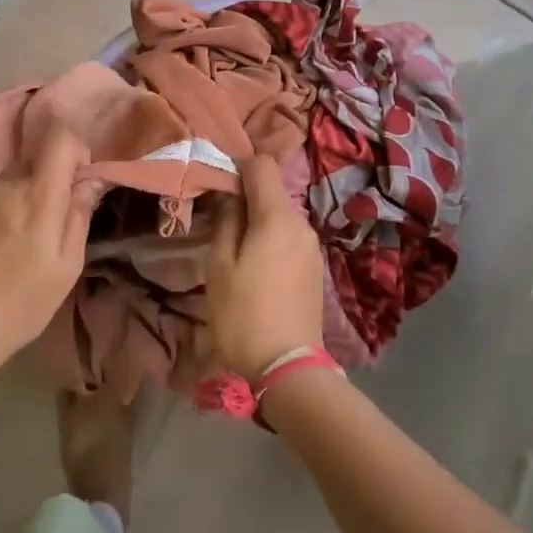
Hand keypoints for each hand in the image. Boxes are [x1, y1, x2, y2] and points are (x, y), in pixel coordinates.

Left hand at [0, 125, 96, 367]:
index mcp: (42, 194)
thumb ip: (79, 214)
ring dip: (25, 184)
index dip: (77, 147)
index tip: (81, 175)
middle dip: (54, 174)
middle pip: (39, 158)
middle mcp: (11, 182)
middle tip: (57, 210)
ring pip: (12, 172)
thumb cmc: (25, 300)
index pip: (62, 138)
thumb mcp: (68, 264)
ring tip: (23, 221)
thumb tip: (90, 179)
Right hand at [206, 155, 325, 381]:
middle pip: (273, 192)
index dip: (238, 166)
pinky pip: (290, 238)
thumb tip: (231, 198)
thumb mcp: (220, 266)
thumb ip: (226, 223)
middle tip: (218, 219)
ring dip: (258, 221)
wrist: (288, 366)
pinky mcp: (315, 268)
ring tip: (234, 247)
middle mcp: (301, 224)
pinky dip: (271, 239)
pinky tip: (256, 266)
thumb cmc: (244, 314)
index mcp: (277, 217)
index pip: (262, 165)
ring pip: (281, 217)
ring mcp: (312, 247)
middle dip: (246, 197)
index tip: (217, 183)